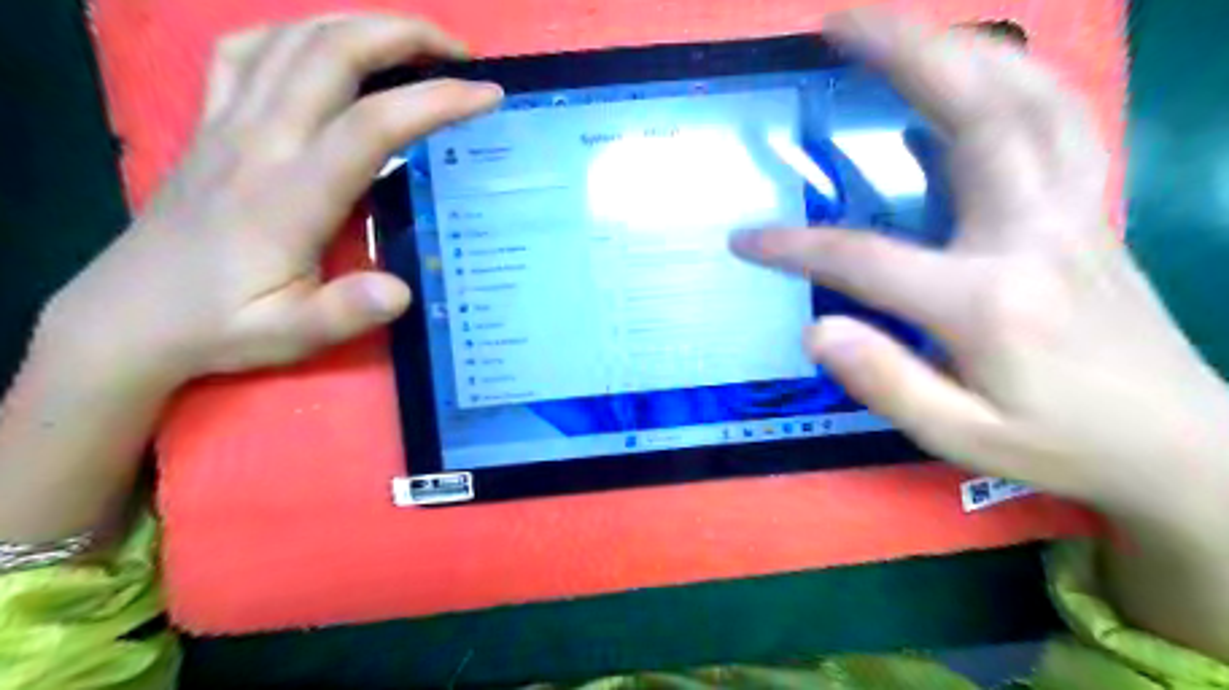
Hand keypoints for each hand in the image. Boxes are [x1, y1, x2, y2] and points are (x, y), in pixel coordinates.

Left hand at [34, 15, 503, 391]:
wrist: (128, 316)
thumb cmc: (221, 326)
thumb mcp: (289, 335)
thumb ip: (345, 312)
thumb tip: (402, 290)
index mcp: (289, 196)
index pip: (371, 126)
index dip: (434, 101)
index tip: (487, 95)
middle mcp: (258, 142)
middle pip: (332, 53)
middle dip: (405, 36)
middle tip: (459, 54)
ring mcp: (227, 124)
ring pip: (293, 39)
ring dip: (360, 24)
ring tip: (412, 43)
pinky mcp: (209, 123)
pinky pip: (247, 51)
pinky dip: (296, 33)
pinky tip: (325, 50)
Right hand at [727, 11, 1228, 532]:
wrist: (1179, 444)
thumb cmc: (1059, 445)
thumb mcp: (961, 438)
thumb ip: (886, 382)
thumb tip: (816, 330)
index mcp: (989, 301)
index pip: (866, 259)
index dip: (796, 248)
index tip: (744, 240)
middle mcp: (1034, 235)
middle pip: (975, 116)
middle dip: (902, 54)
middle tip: (838, 21)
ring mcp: (1073, 211)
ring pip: (1030, 96)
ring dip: (962, 47)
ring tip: (899, 27)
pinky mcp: (1088, 208)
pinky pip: (1057, 119)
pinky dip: (1012, 79)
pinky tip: (968, 77)